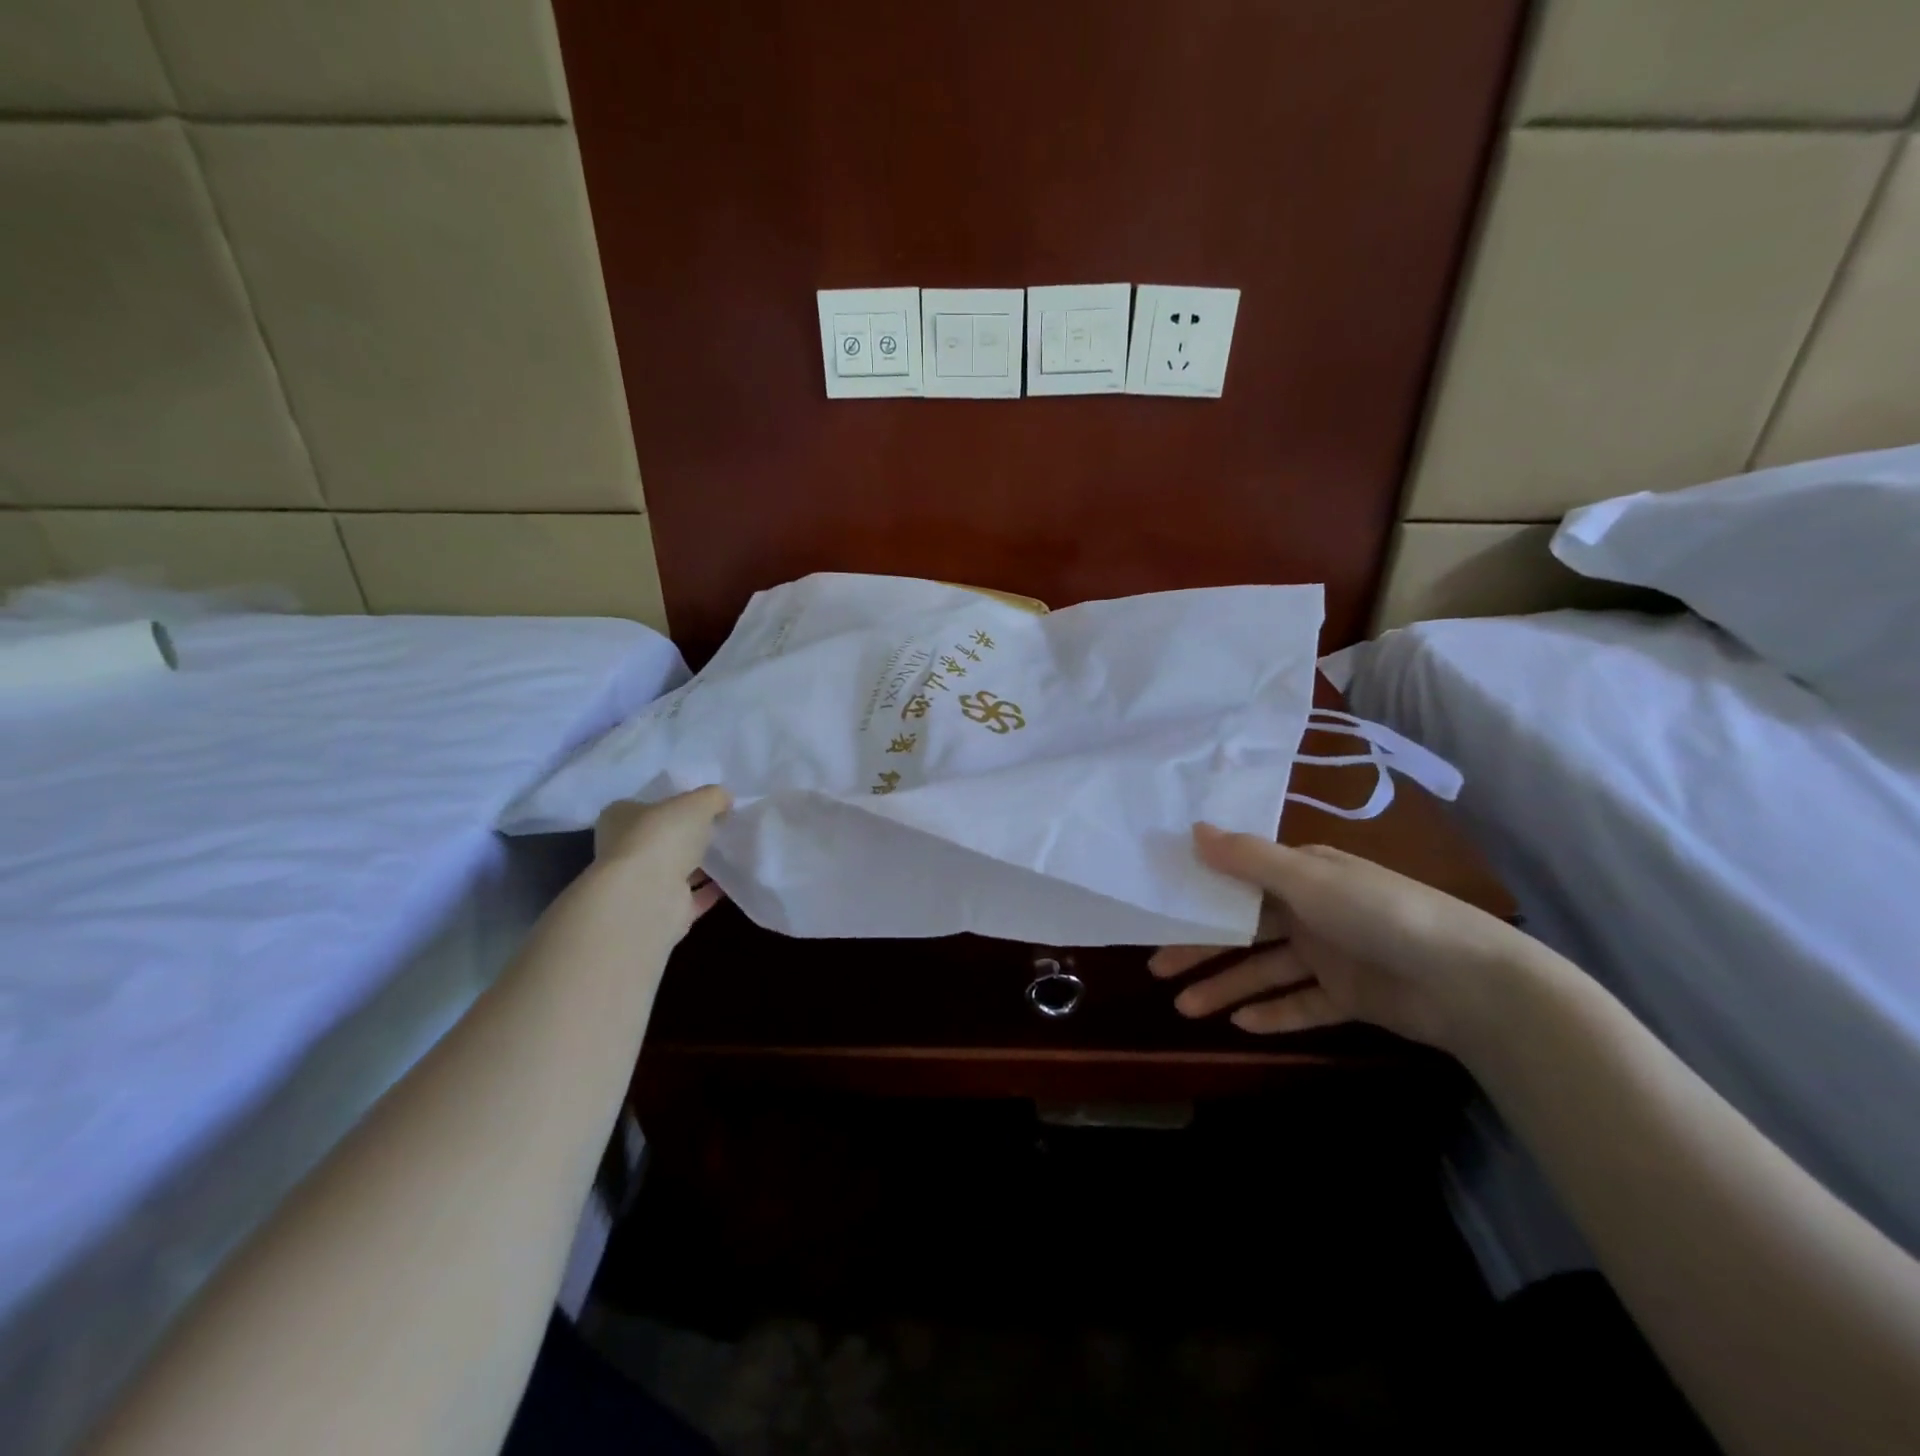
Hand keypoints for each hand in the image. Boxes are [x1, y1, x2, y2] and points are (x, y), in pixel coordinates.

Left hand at [592, 786, 730, 935]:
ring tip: (733, 851)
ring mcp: (641, 883)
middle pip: (661, 839)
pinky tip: (735, 879)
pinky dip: (710, 889)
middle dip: (688, 836)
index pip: (645, 806)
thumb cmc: (662, 837)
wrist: (647, 897)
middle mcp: (624, 850)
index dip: (673, 803)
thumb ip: (713, 797)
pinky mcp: (661, 910)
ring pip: (676, 869)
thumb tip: (724, 799)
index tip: (702, 804)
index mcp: (620, 818)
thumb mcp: (696, 802)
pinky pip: (691, 896)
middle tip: (721, 826)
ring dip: (701, 863)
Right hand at [1149, 823, 1535, 1050]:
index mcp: (1304, 875)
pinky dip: (1274, 1013)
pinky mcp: (1350, 996)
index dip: (1200, 896)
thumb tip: (1192, 829)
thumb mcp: (1307, 878)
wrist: (1469, 981)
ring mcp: (1331, 955)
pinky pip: (1302, 1004)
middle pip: (1245, 930)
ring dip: (1227, 987)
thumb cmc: (1378, 913)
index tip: (1160, 911)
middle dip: (1201, 949)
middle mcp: (1313, 910)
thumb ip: (1247, 858)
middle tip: (1157, 968)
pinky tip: (1241, 1025)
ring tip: (1186, 1009)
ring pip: (1266, 971)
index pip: (1240, 883)